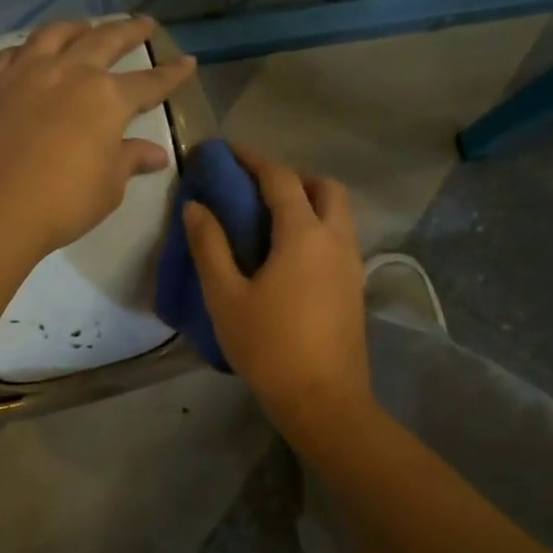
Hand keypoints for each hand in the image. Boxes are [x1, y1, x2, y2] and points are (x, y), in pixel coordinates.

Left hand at [0, 15, 196, 259]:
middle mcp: (70, 72)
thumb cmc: (63, 201)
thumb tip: (156, 154)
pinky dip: (29, 48)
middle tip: (144, 24)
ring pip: (56, 34)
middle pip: (105, 41)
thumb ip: (130, 160)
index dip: (171, 74)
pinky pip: (14, 53)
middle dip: (130, 31)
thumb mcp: (108, 186)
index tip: (187, 61)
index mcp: (107, 98)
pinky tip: (32, 53)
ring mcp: (28, 73)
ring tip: (87, 27)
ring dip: (78, 27)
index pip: (149, 82)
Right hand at [182, 145, 370, 435]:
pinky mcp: (355, 288)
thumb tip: (196, 207)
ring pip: (338, 214)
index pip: (280, 179)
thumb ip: (210, 247)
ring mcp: (352, 264)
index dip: (253, 160)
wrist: (322, 399)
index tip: (229, 153)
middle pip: (324, 188)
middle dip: (293, 178)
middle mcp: (336, 240)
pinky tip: (289, 259)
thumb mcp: (225, 297)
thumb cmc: (268, 346)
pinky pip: (340, 239)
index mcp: (304, 235)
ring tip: (270, 225)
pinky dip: (318, 230)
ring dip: (309, 203)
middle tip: (258, 192)